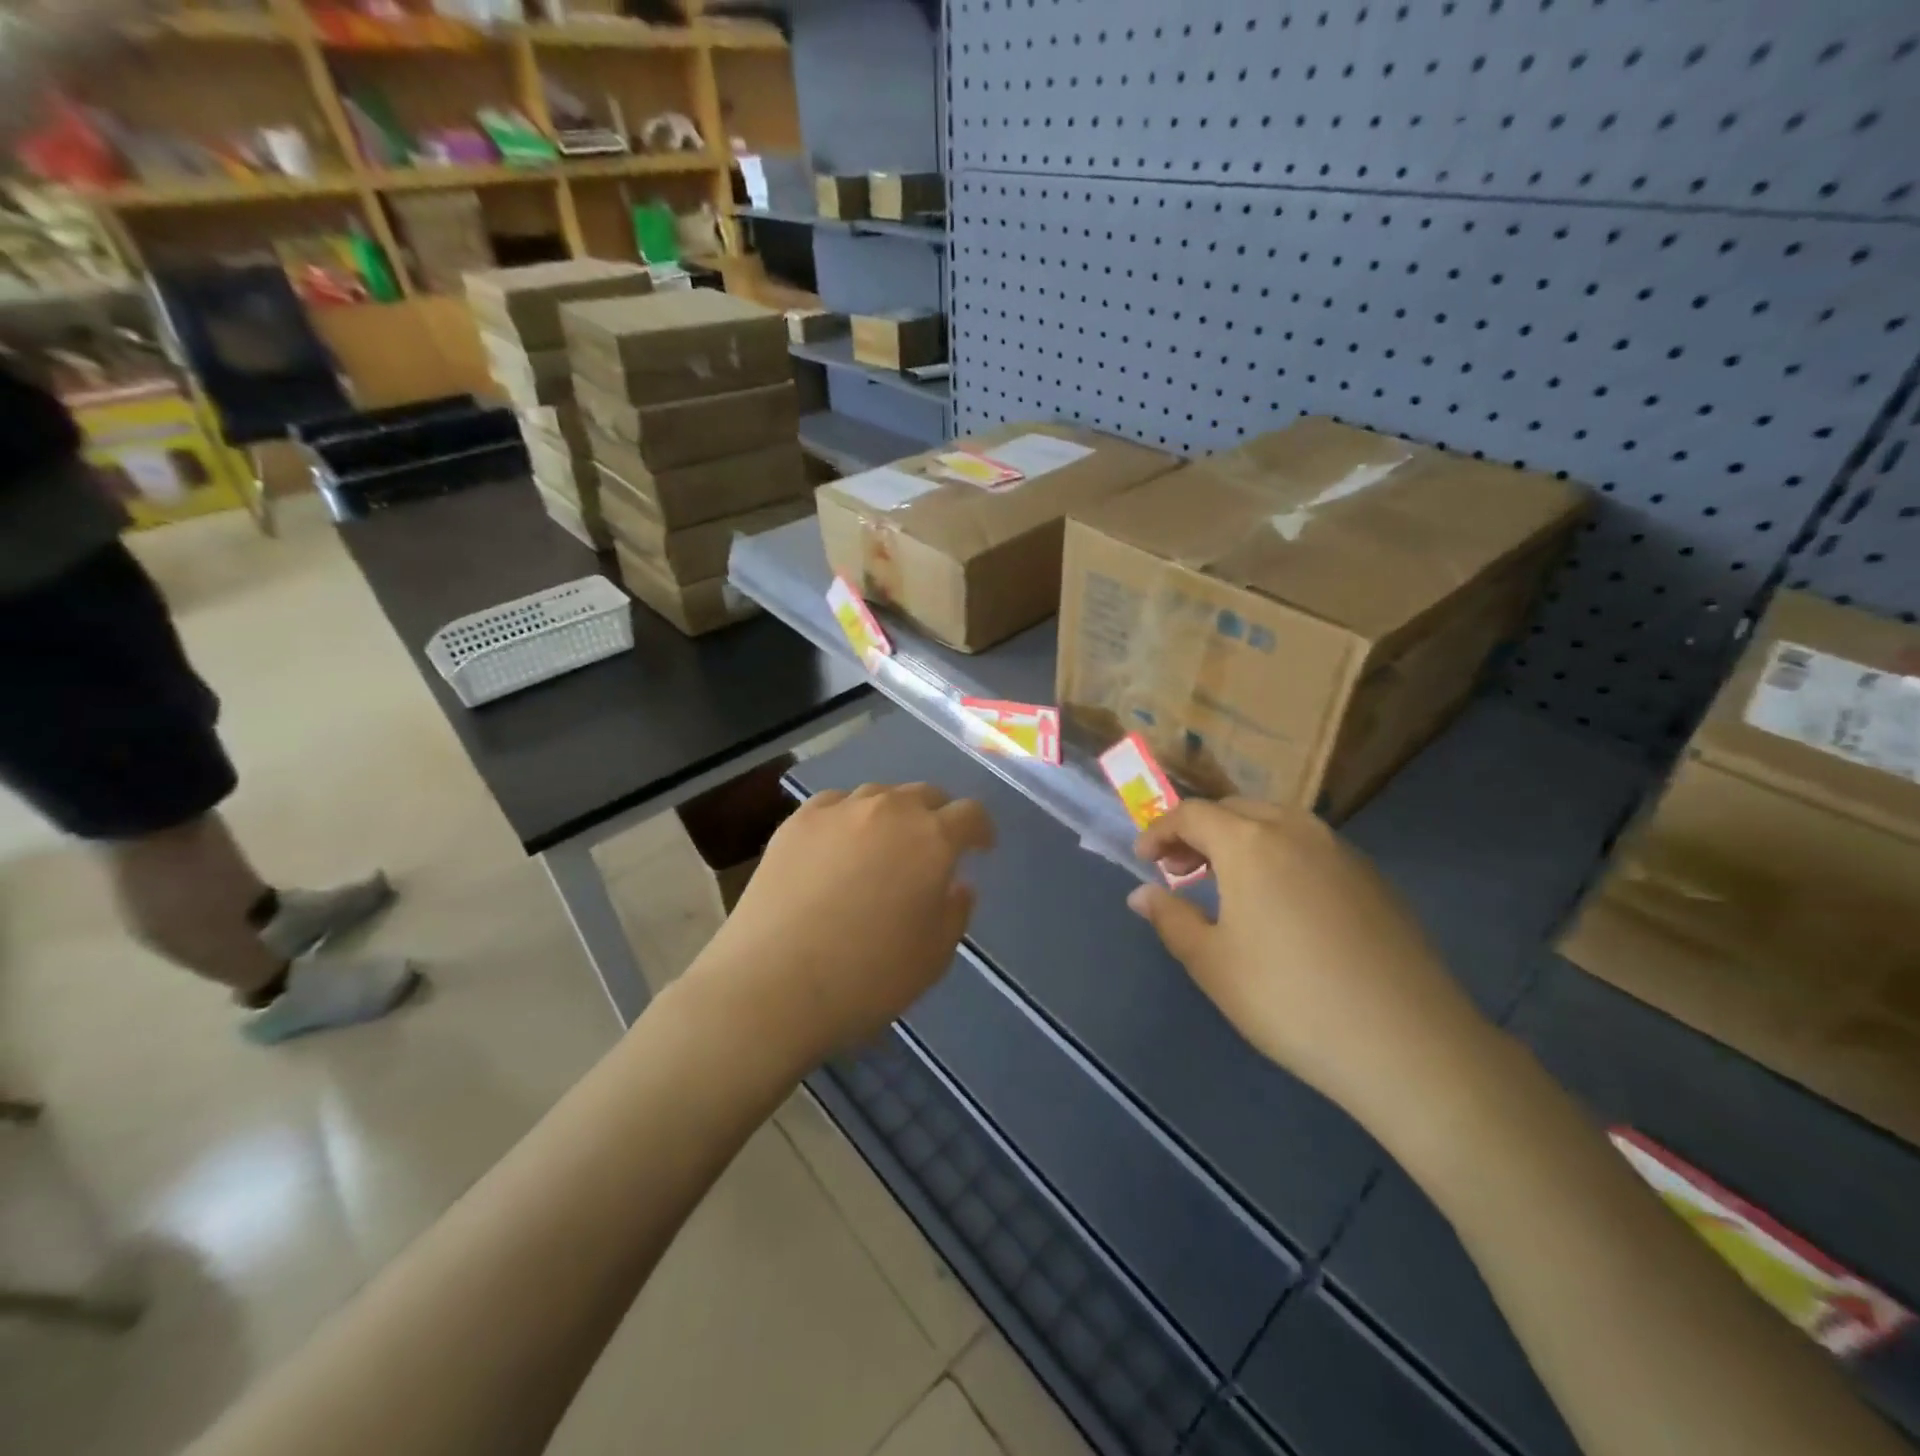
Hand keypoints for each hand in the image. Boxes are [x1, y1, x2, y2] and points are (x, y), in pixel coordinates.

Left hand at [697, 783, 993, 1066]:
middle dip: (937, 815)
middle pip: (924, 794)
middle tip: (932, 846)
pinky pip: (835, 805)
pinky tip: (838, 845)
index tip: (980, 848)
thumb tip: (956, 884)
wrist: (772, 986)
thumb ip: (955, 912)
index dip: (980, 830)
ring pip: (878, 795)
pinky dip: (848, 818)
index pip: (970, 814)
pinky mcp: (796, 822)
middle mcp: (888, 811)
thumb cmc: (867, 978)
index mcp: (932, 840)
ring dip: (892, 814)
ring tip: (883, 845)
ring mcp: (838, 811)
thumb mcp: (934, 957)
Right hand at [1128, 800, 1495, 1124]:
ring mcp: (1342, 851)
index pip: (1191, 814)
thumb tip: (1142, 894)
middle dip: (1199, 832)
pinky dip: (1279, 856)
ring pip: (1277, 824)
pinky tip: (1280, 903)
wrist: (1407, 1042)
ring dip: (1240, 841)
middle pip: (1235, 810)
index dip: (1160, 831)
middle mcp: (1296, 830)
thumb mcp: (1212, 963)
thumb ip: (1171, 919)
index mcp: (1249, 842)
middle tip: (1180, 871)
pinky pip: (1311, 847)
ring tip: (1227, 883)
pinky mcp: (1374, 878)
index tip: (1144, 860)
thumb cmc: (1288, 999)